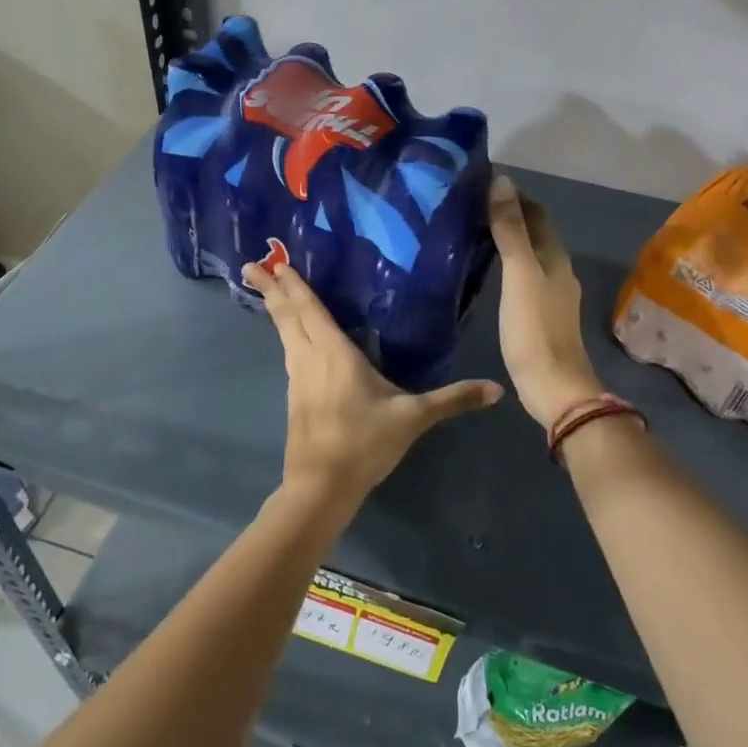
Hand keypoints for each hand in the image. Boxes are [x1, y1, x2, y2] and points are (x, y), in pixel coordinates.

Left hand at [243, 257, 501, 509]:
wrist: (322, 486)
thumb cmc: (364, 444)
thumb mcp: (413, 419)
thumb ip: (453, 399)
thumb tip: (497, 389)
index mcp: (334, 353)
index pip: (309, 309)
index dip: (293, 283)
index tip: (273, 260)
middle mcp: (310, 358)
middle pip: (287, 316)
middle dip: (270, 288)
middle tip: (250, 264)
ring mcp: (298, 378)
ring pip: (284, 334)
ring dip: (275, 309)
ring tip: (265, 290)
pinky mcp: (295, 396)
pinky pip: (288, 352)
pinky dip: (285, 333)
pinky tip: (290, 337)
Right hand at [488, 175, 602, 429]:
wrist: (553, 386)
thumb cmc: (534, 328)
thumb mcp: (519, 274)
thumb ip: (511, 229)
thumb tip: (502, 181)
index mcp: (555, 257)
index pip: (537, 213)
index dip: (514, 196)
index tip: (482, 183)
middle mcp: (558, 270)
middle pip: (536, 233)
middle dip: (511, 215)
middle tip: (472, 205)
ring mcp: (551, 294)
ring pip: (531, 255)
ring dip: (509, 240)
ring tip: (475, 232)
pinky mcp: (540, 315)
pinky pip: (524, 277)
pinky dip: (508, 264)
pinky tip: (489, 272)